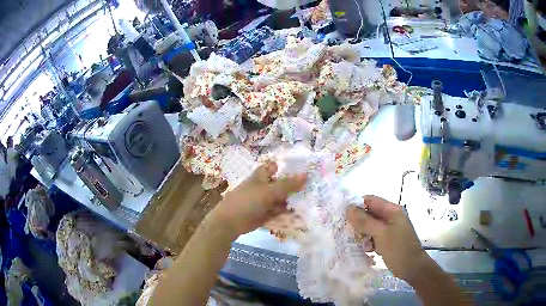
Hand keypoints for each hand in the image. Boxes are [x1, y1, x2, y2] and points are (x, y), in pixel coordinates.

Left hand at [210, 161, 306, 238]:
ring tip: (310, 202)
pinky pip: (278, 211)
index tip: (304, 169)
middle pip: (281, 184)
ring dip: (292, 201)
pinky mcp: (265, 214)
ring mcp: (264, 201)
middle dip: (294, 186)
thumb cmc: (248, 201)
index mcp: (261, 176)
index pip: (275, 167)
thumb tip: (306, 174)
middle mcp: (263, 187)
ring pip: (281, 199)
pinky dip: (287, 213)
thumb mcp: (269, 191)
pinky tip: (300, 215)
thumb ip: (287, 184)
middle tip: (313, 188)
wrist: (230, 222)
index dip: (287, 167)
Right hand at [347, 196, 430, 281]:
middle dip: (359, 222)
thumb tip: (348, 209)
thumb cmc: (398, 248)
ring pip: (370, 227)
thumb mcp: (381, 234)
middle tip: (348, 232)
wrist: (412, 268)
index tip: (344, 215)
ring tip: (359, 243)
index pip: (371, 201)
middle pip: (370, 214)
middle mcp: (391, 217)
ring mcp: (389, 229)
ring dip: (363, 234)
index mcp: (392, 211)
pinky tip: (367, 250)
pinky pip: (374, 237)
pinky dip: (368, 242)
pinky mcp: (387, 240)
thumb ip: (365, 221)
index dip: (357, 205)